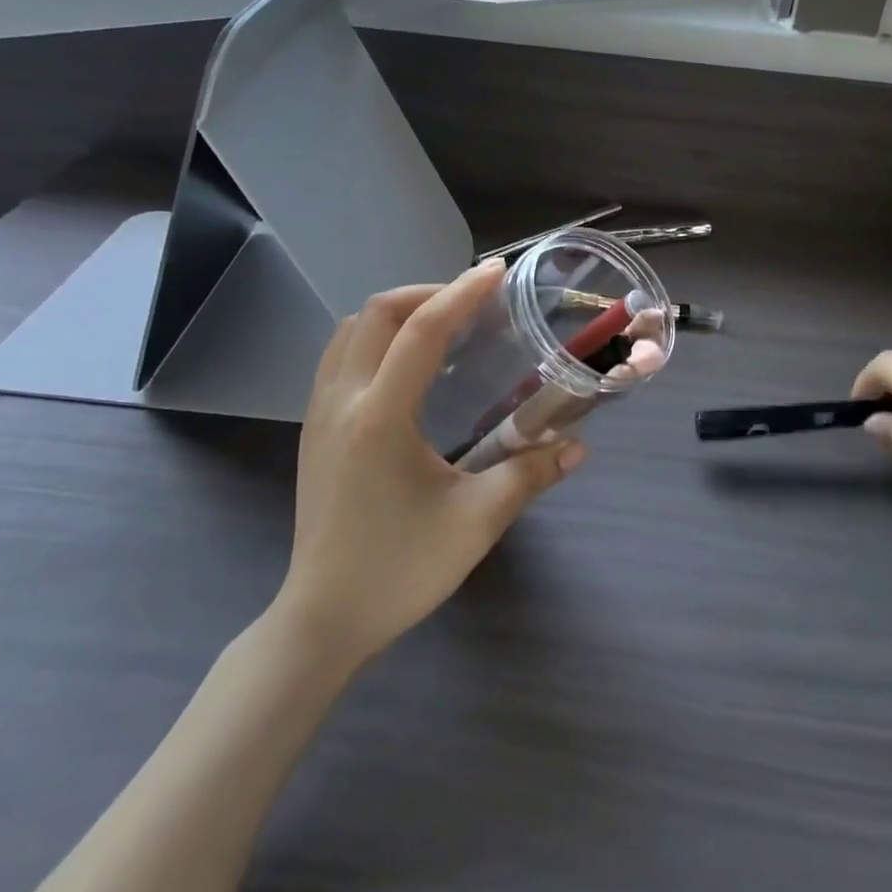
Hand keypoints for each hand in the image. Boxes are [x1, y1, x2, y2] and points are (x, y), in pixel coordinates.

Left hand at [277, 260, 585, 666]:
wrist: (323, 619)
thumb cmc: (400, 570)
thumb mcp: (475, 522)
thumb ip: (530, 475)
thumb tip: (578, 446)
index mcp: (380, 416)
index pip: (422, 331)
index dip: (462, 293)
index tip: (496, 272)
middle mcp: (342, 401)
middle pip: (375, 314)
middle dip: (425, 293)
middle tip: (471, 302)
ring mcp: (319, 414)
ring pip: (348, 331)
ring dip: (394, 313)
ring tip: (440, 325)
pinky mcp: (313, 431)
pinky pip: (338, 357)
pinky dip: (373, 339)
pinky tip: (406, 366)